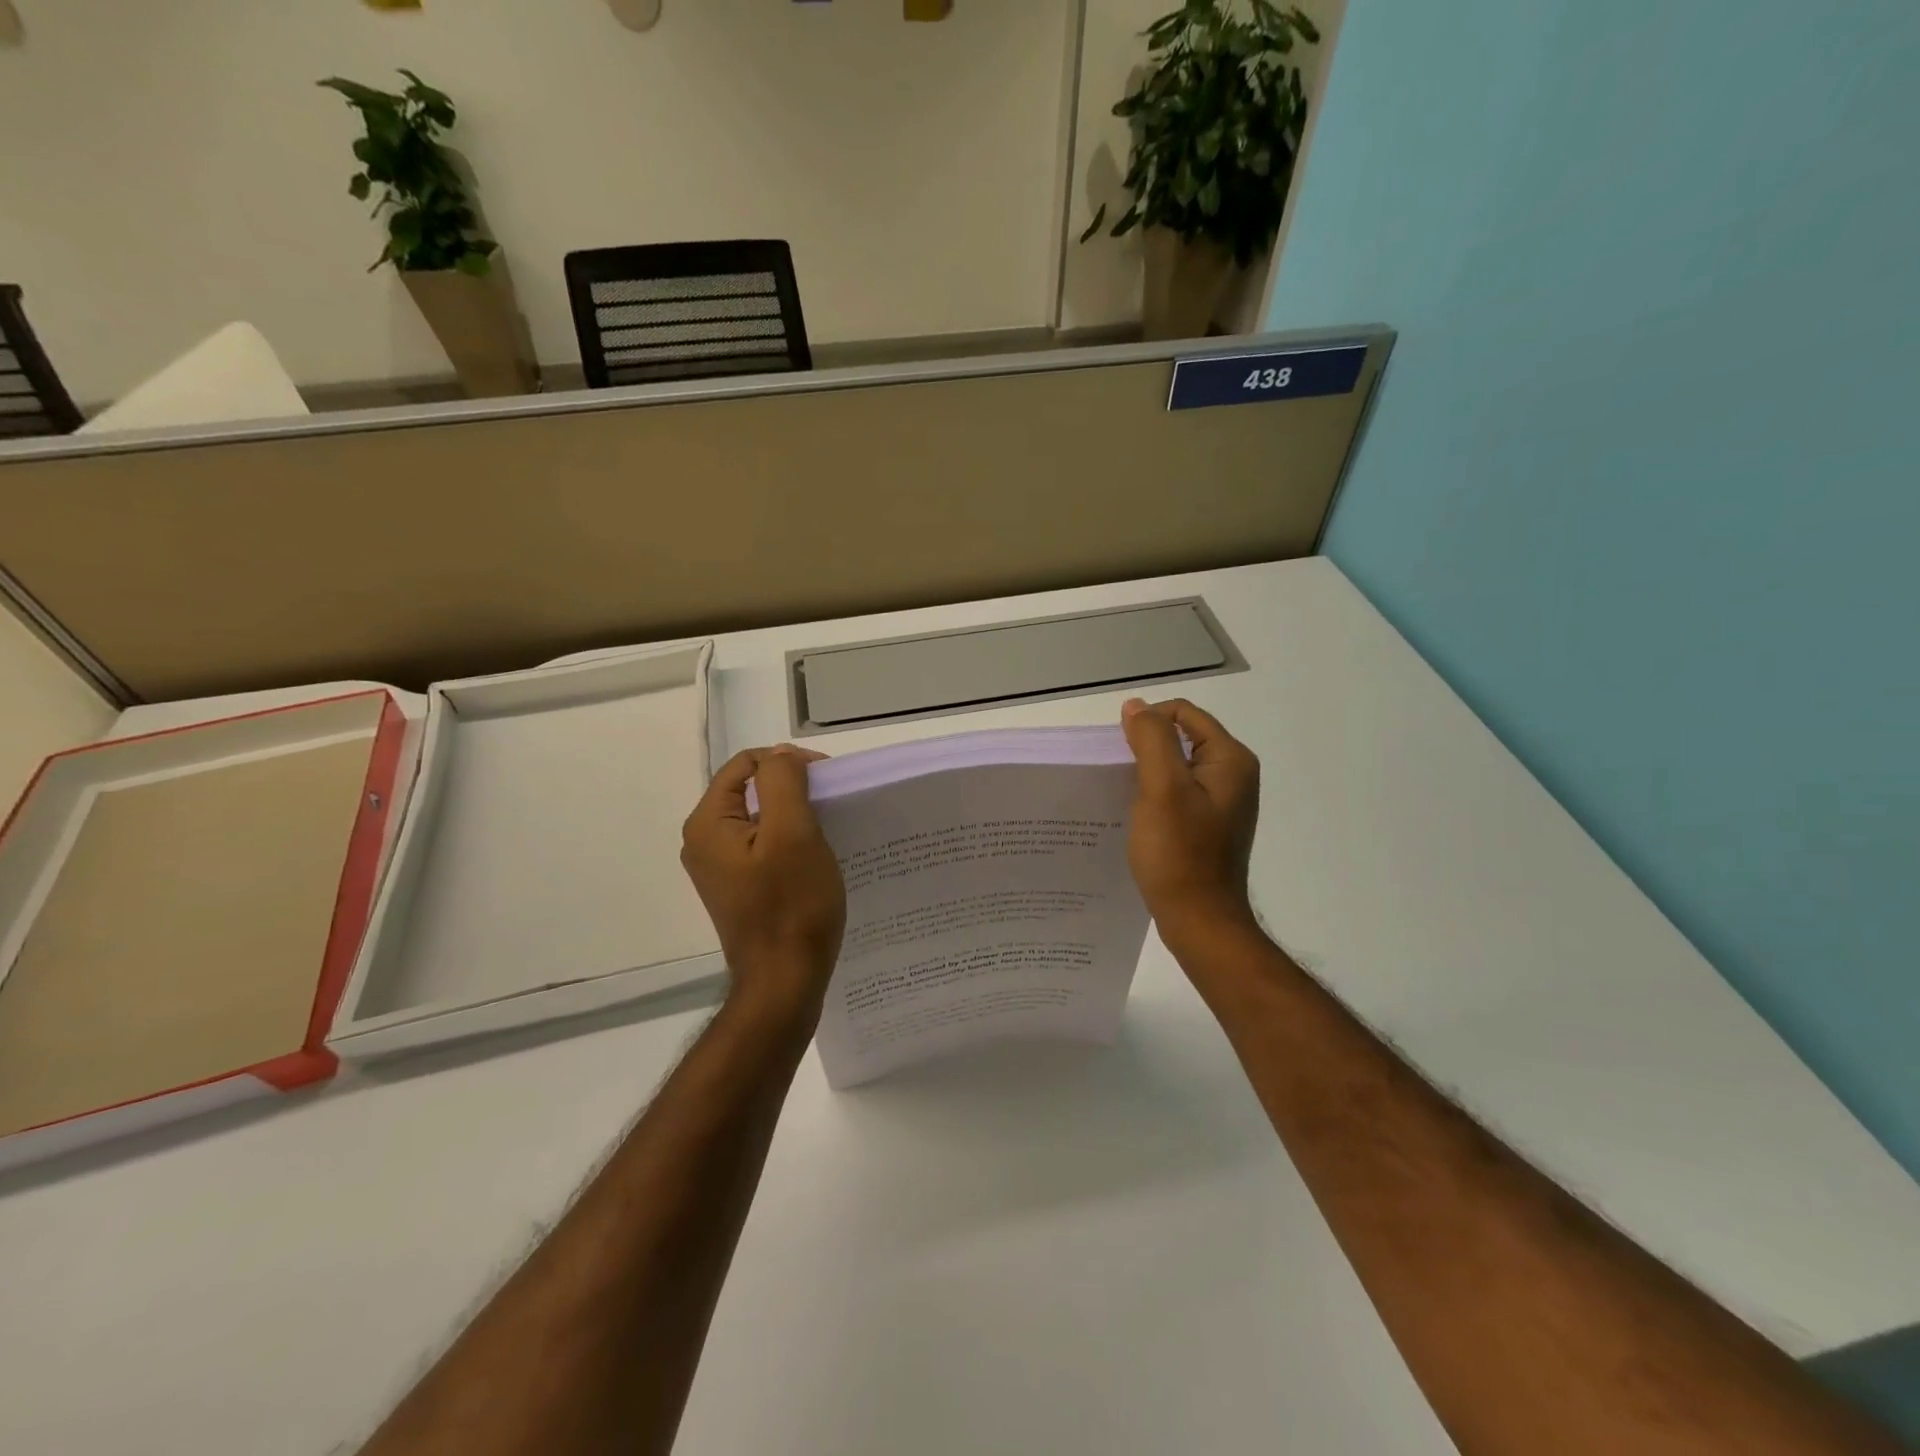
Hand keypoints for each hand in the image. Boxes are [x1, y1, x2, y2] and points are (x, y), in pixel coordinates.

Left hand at [681, 746, 846, 1017]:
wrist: (784, 982)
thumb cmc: (792, 906)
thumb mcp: (793, 832)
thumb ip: (783, 781)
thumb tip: (781, 756)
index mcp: (708, 823)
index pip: (747, 764)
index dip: (788, 762)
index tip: (827, 781)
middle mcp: (703, 841)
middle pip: (751, 790)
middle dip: (793, 788)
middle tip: (831, 806)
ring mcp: (719, 867)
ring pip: (760, 818)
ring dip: (794, 815)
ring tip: (828, 830)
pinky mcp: (737, 887)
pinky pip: (763, 846)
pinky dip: (789, 841)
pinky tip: (814, 857)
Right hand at [1120, 698, 1261, 945]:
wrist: (1199, 920)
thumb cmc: (1179, 853)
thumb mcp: (1161, 788)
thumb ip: (1150, 740)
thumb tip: (1136, 706)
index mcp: (1230, 759)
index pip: (1183, 713)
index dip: (1147, 722)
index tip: (1121, 753)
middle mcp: (1233, 774)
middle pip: (1181, 737)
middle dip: (1146, 748)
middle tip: (1119, 775)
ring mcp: (1223, 801)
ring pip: (1177, 766)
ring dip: (1148, 772)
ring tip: (1125, 795)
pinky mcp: (1210, 823)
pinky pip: (1179, 792)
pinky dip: (1156, 794)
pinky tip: (1138, 814)